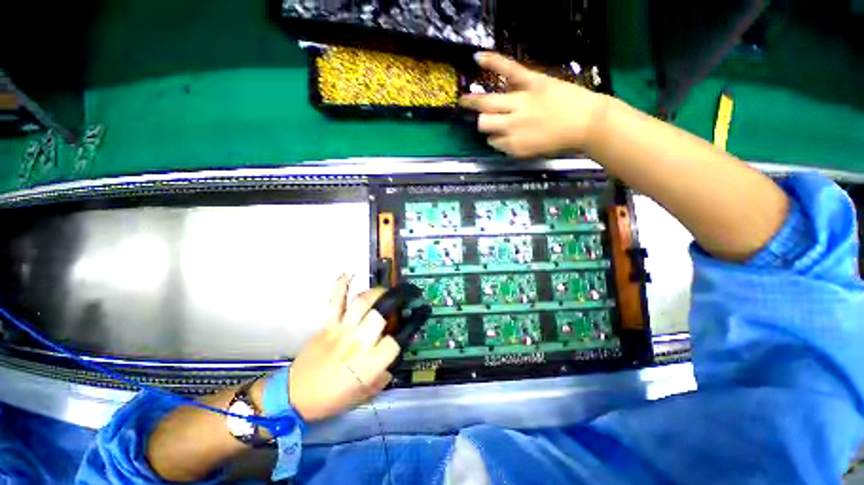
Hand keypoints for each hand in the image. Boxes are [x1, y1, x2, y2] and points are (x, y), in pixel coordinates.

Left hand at [287, 275, 399, 421]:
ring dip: (377, 292)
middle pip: (382, 313)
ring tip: (385, 290)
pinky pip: (336, 300)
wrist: (295, 396)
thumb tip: (392, 357)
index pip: (397, 339)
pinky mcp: (328, 324)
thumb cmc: (333, 399)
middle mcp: (358, 342)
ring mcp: (342, 330)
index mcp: (370, 364)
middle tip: (407, 293)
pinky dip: (341, 285)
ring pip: (362, 302)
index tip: (421, 312)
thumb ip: (383, 374)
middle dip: (397, 298)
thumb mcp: (365, 394)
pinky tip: (350, 273)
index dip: (412, 324)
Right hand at [459, 52, 605, 157]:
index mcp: (513, 145)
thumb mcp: (533, 152)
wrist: (589, 123)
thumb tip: (501, 138)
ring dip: (477, 103)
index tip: (498, 137)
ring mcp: (519, 103)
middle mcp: (511, 126)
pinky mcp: (531, 82)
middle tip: (483, 119)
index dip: (494, 138)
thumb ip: (514, 146)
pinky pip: (508, 70)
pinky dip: (492, 62)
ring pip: (486, 103)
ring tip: (467, 100)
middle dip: (482, 122)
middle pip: (483, 123)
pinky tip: (477, 58)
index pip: (492, 142)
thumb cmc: (563, 141)